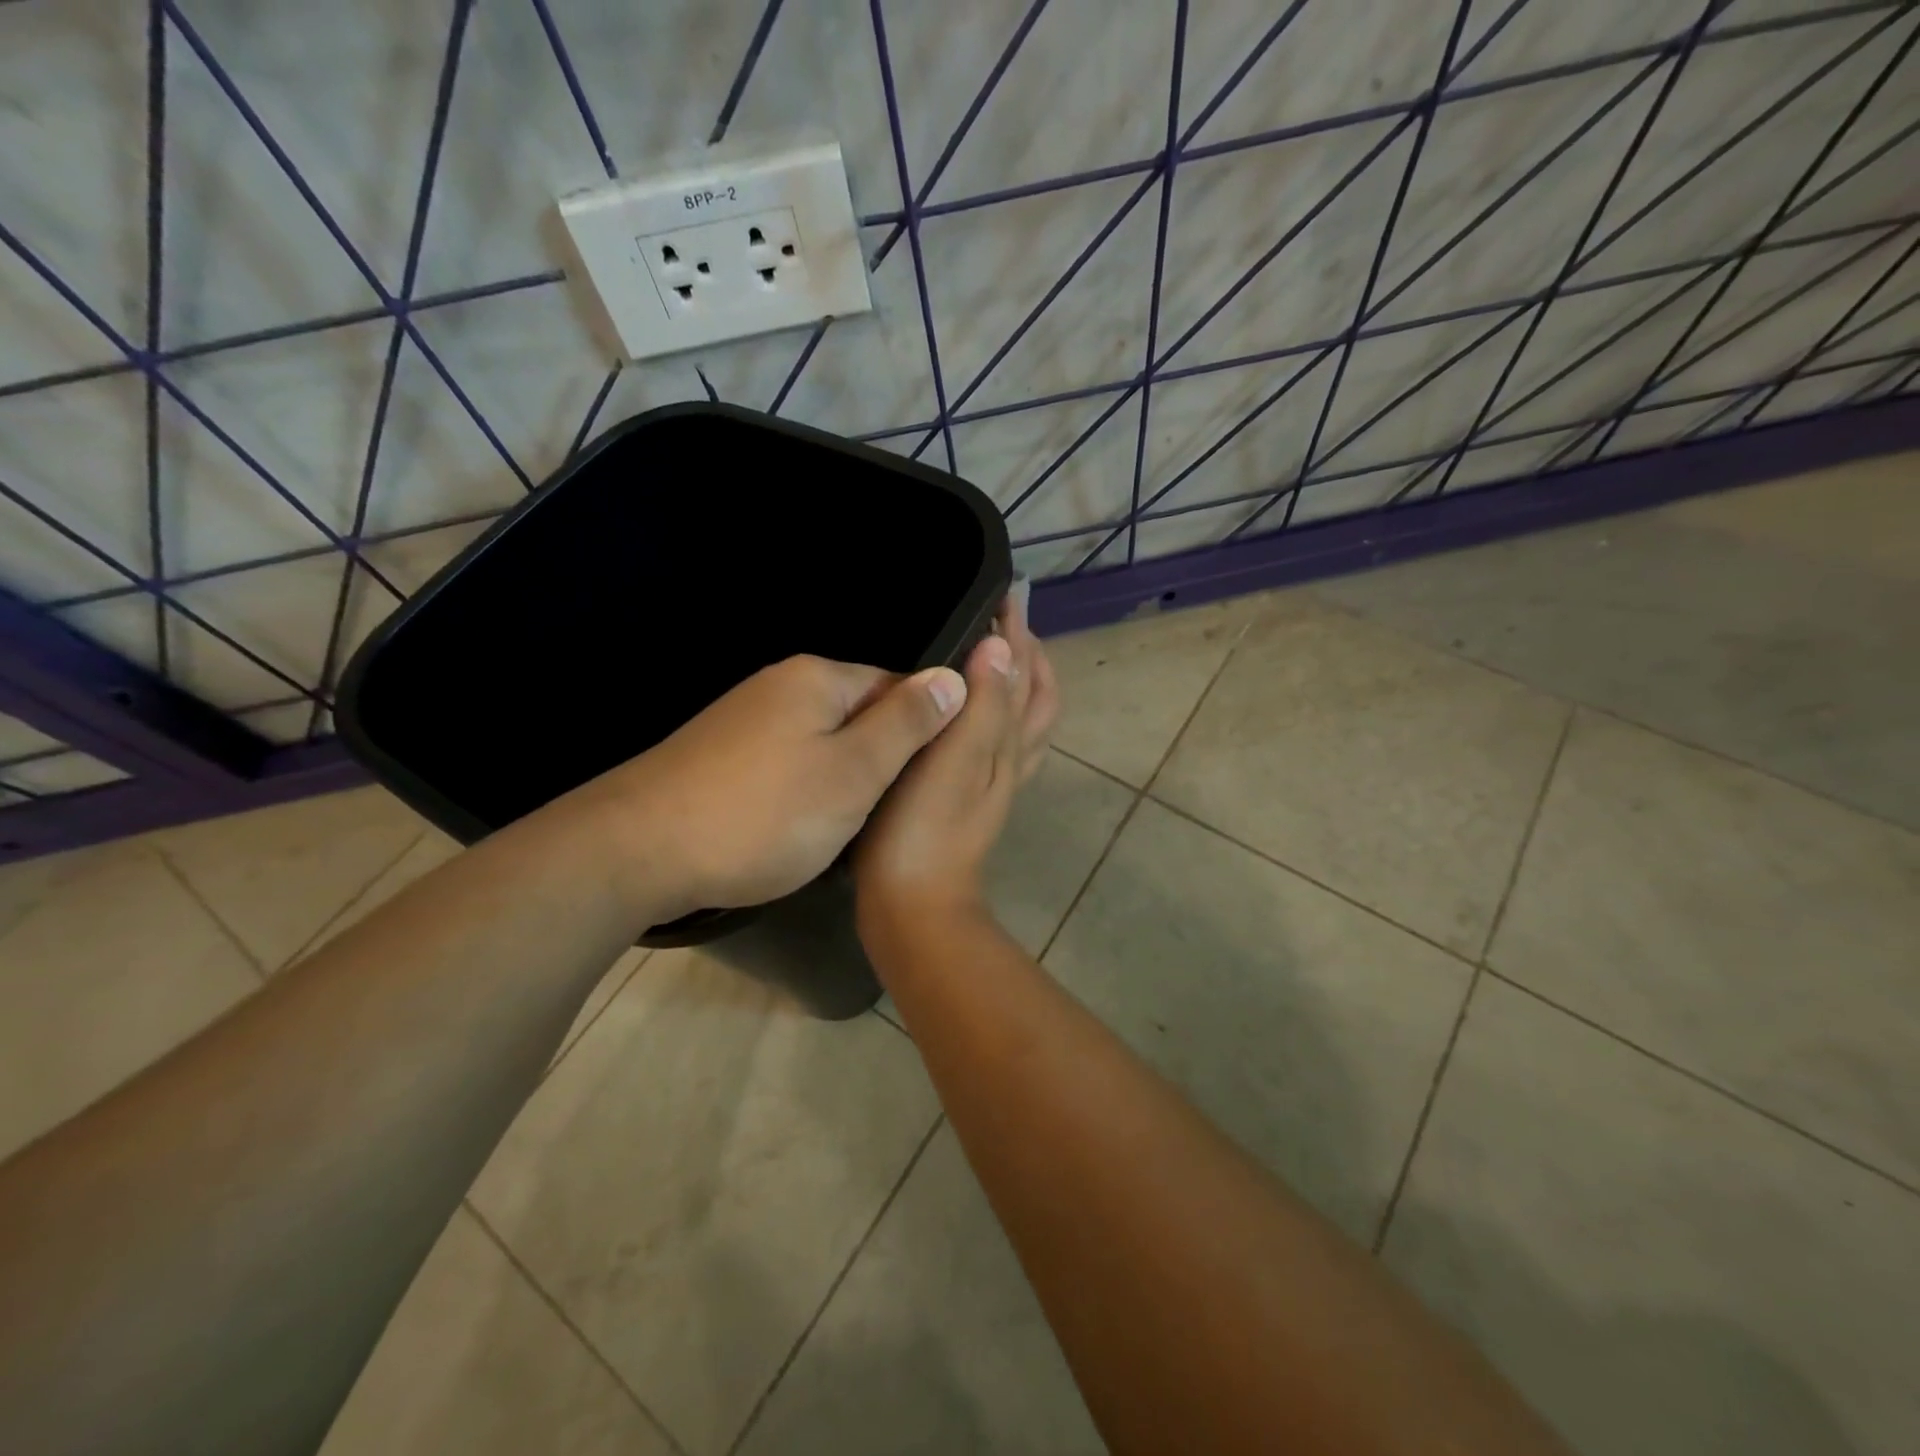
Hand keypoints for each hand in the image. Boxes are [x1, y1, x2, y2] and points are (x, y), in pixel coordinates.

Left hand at [577, 654, 967, 926]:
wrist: (638, 851)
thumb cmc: (764, 813)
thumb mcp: (854, 773)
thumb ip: (907, 724)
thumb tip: (954, 676)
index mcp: (819, 677)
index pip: (898, 687)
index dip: (919, 735)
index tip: (922, 785)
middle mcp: (782, 684)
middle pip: (859, 713)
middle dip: (877, 760)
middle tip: (881, 813)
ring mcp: (746, 717)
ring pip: (823, 742)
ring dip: (840, 779)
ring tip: (841, 826)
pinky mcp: (722, 751)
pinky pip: (787, 760)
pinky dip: (801, 789)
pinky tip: (795, 824)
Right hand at [854, 592, 1057, 944]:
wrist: (911, 904)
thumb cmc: (922, 830)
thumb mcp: (954, 761)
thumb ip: (982, 705)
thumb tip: (1002, 646)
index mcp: (1007, 743)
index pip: (1026, 676)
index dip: (1019, 635)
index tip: (1004, 596)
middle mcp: (1009, 758)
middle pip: (1034, 698)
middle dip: (1025, 655)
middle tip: (1000, 621)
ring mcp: (990, 781)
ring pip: (1018, 722)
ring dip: (1013, 683)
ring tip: (987, 656)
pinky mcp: (966, 796)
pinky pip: (992, 743)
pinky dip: (990, 715)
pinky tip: (960, 714)